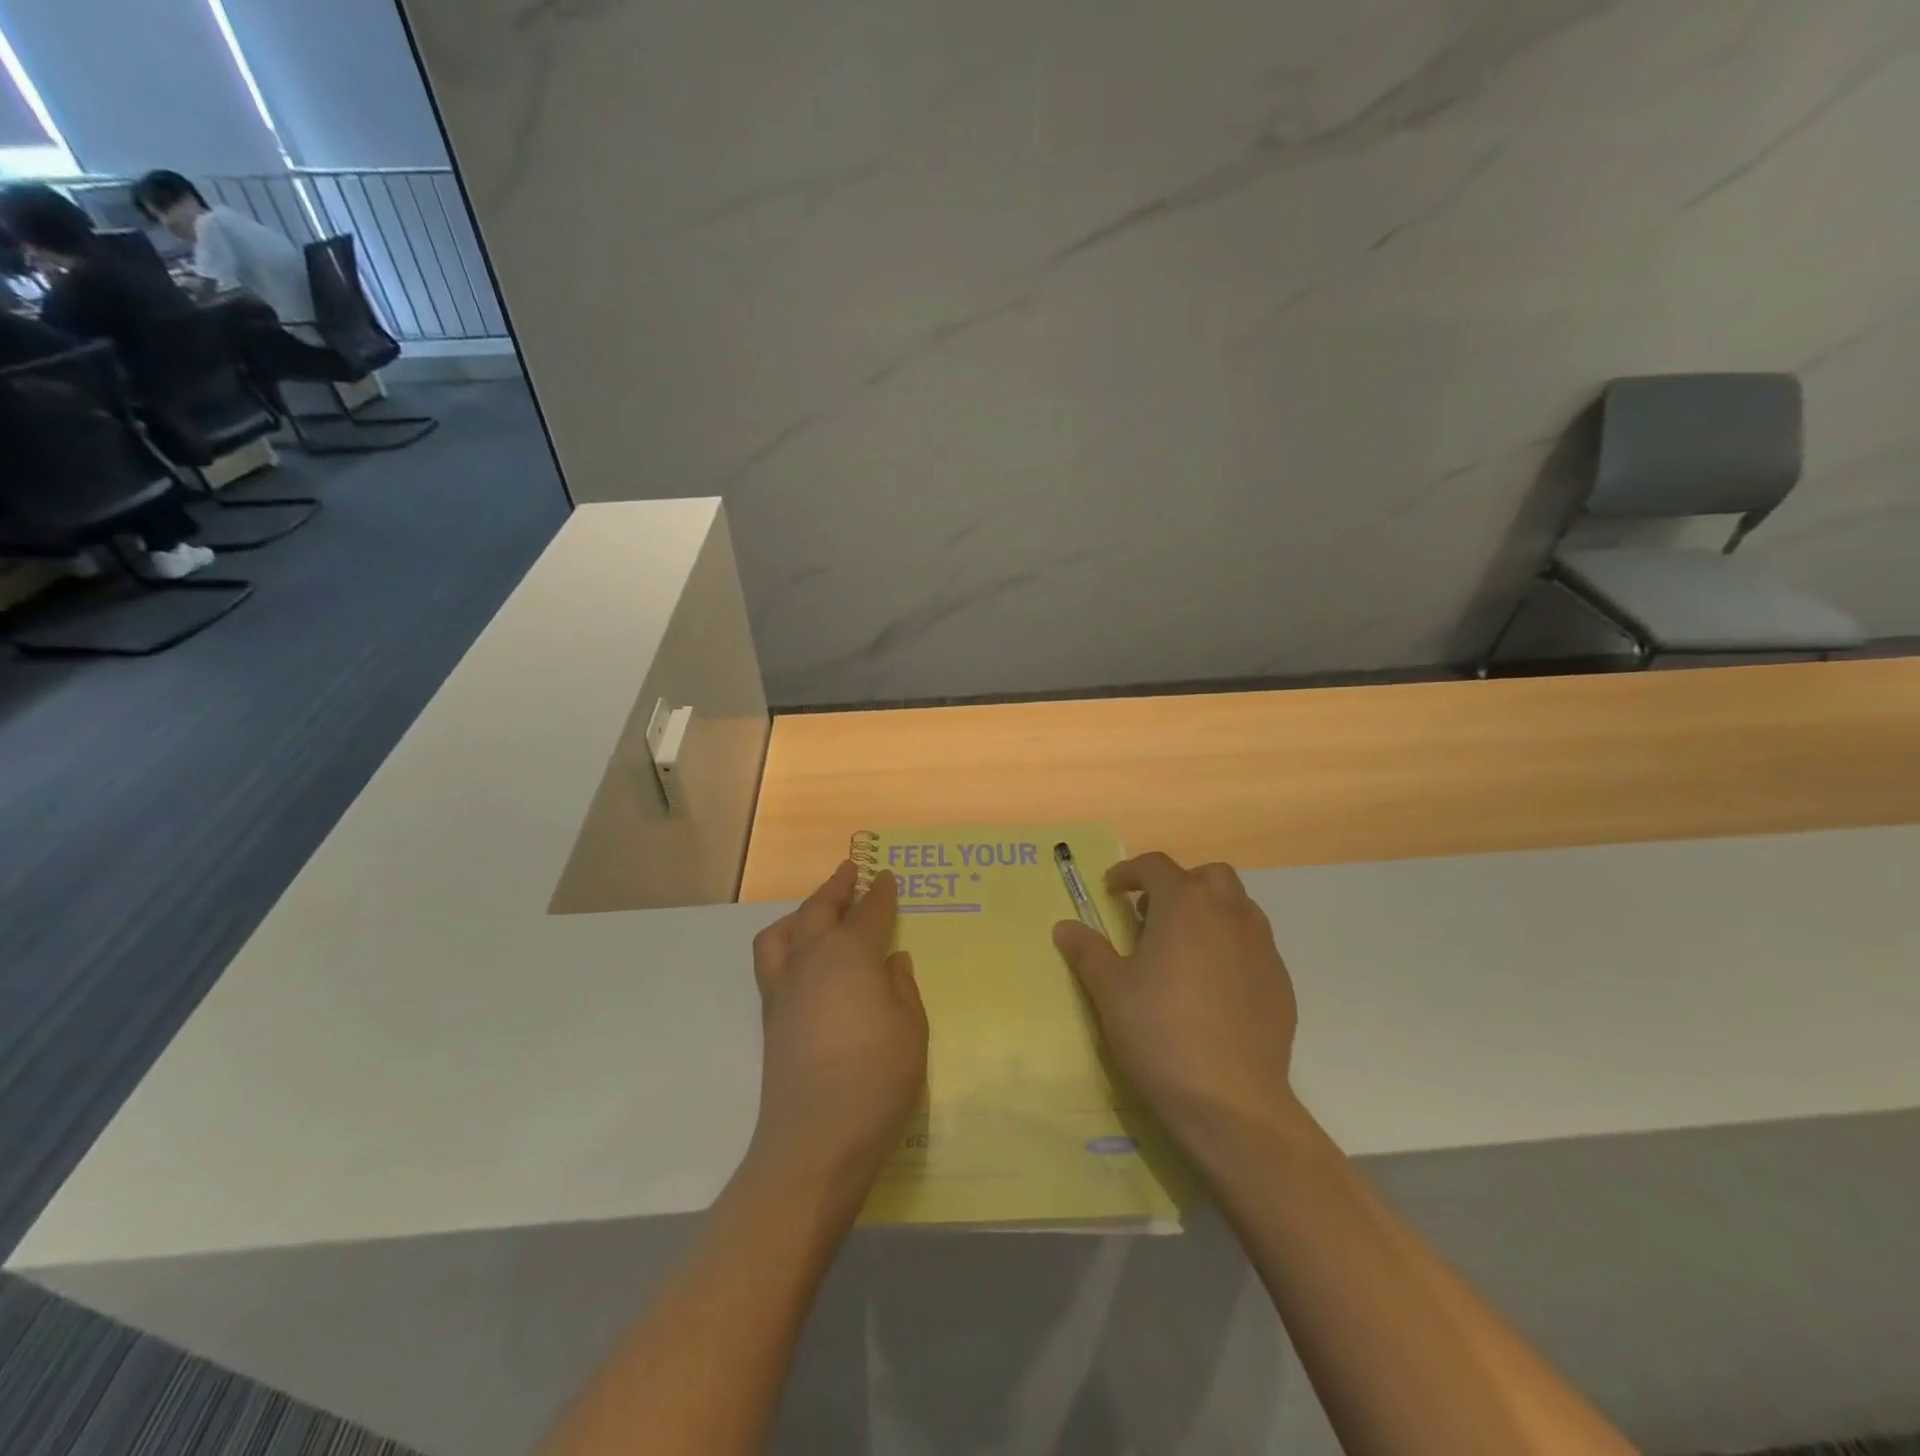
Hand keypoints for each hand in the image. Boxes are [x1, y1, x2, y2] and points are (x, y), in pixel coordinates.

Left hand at [747, 863, 927, 1199]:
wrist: (815, 1139)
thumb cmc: (877, 1078)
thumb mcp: (911, 1029)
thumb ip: (902, 988)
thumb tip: (892, 961)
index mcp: (851, 955)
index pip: (869, 913)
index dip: (881, 893)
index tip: (887, 876)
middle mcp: (812, 960)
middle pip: (819, 911)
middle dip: (836, 888)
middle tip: (849, 872)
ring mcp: (784, 989)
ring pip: (783, 932)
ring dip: (801, 913)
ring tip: (815, 912)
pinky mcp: (770, 1017)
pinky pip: (771, 961)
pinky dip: (785, 944)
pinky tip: (801, 960)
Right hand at [1054, 852, 1299, 1144]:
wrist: (1231, 1101)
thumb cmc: (1160, 1032)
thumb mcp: (1110, 990)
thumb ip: (1088, 951)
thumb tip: (1065, 926)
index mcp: (1185, 904)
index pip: (1156, 866)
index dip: (1129, 872)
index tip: (1112, 891)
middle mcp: (1229, 913)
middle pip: (1208, 876)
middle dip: (1178, 884)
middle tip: (1151, 916)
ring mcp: (1262, 947)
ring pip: (1237, 907)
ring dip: (1209, 912)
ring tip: (1182, 949)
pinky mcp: (1280, 982)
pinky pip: (1254, 945)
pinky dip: (1230, 946)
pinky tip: (1212, 985)